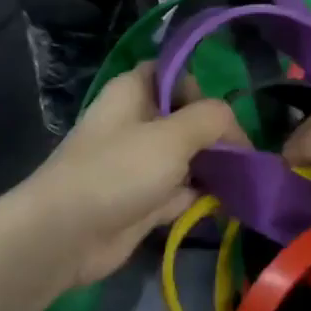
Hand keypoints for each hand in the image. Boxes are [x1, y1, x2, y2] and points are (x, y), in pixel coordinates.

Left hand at [22, 63, 244, 285]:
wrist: (65, 236)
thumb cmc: (119, 170)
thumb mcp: (174, 135)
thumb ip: (212, 120)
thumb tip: (235, 128)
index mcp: (133, 91)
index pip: (173, 75)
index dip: (199, 89)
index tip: (220, 115)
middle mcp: (136, 122)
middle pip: (185, 117)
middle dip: (215, 134)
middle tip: (242, 155)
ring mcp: (138, 163)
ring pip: (186, 157)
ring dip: (213, 167)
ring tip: (245, 180)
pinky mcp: (143, 200)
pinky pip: (180, 191)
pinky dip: (200, 196)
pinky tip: (226, 204)